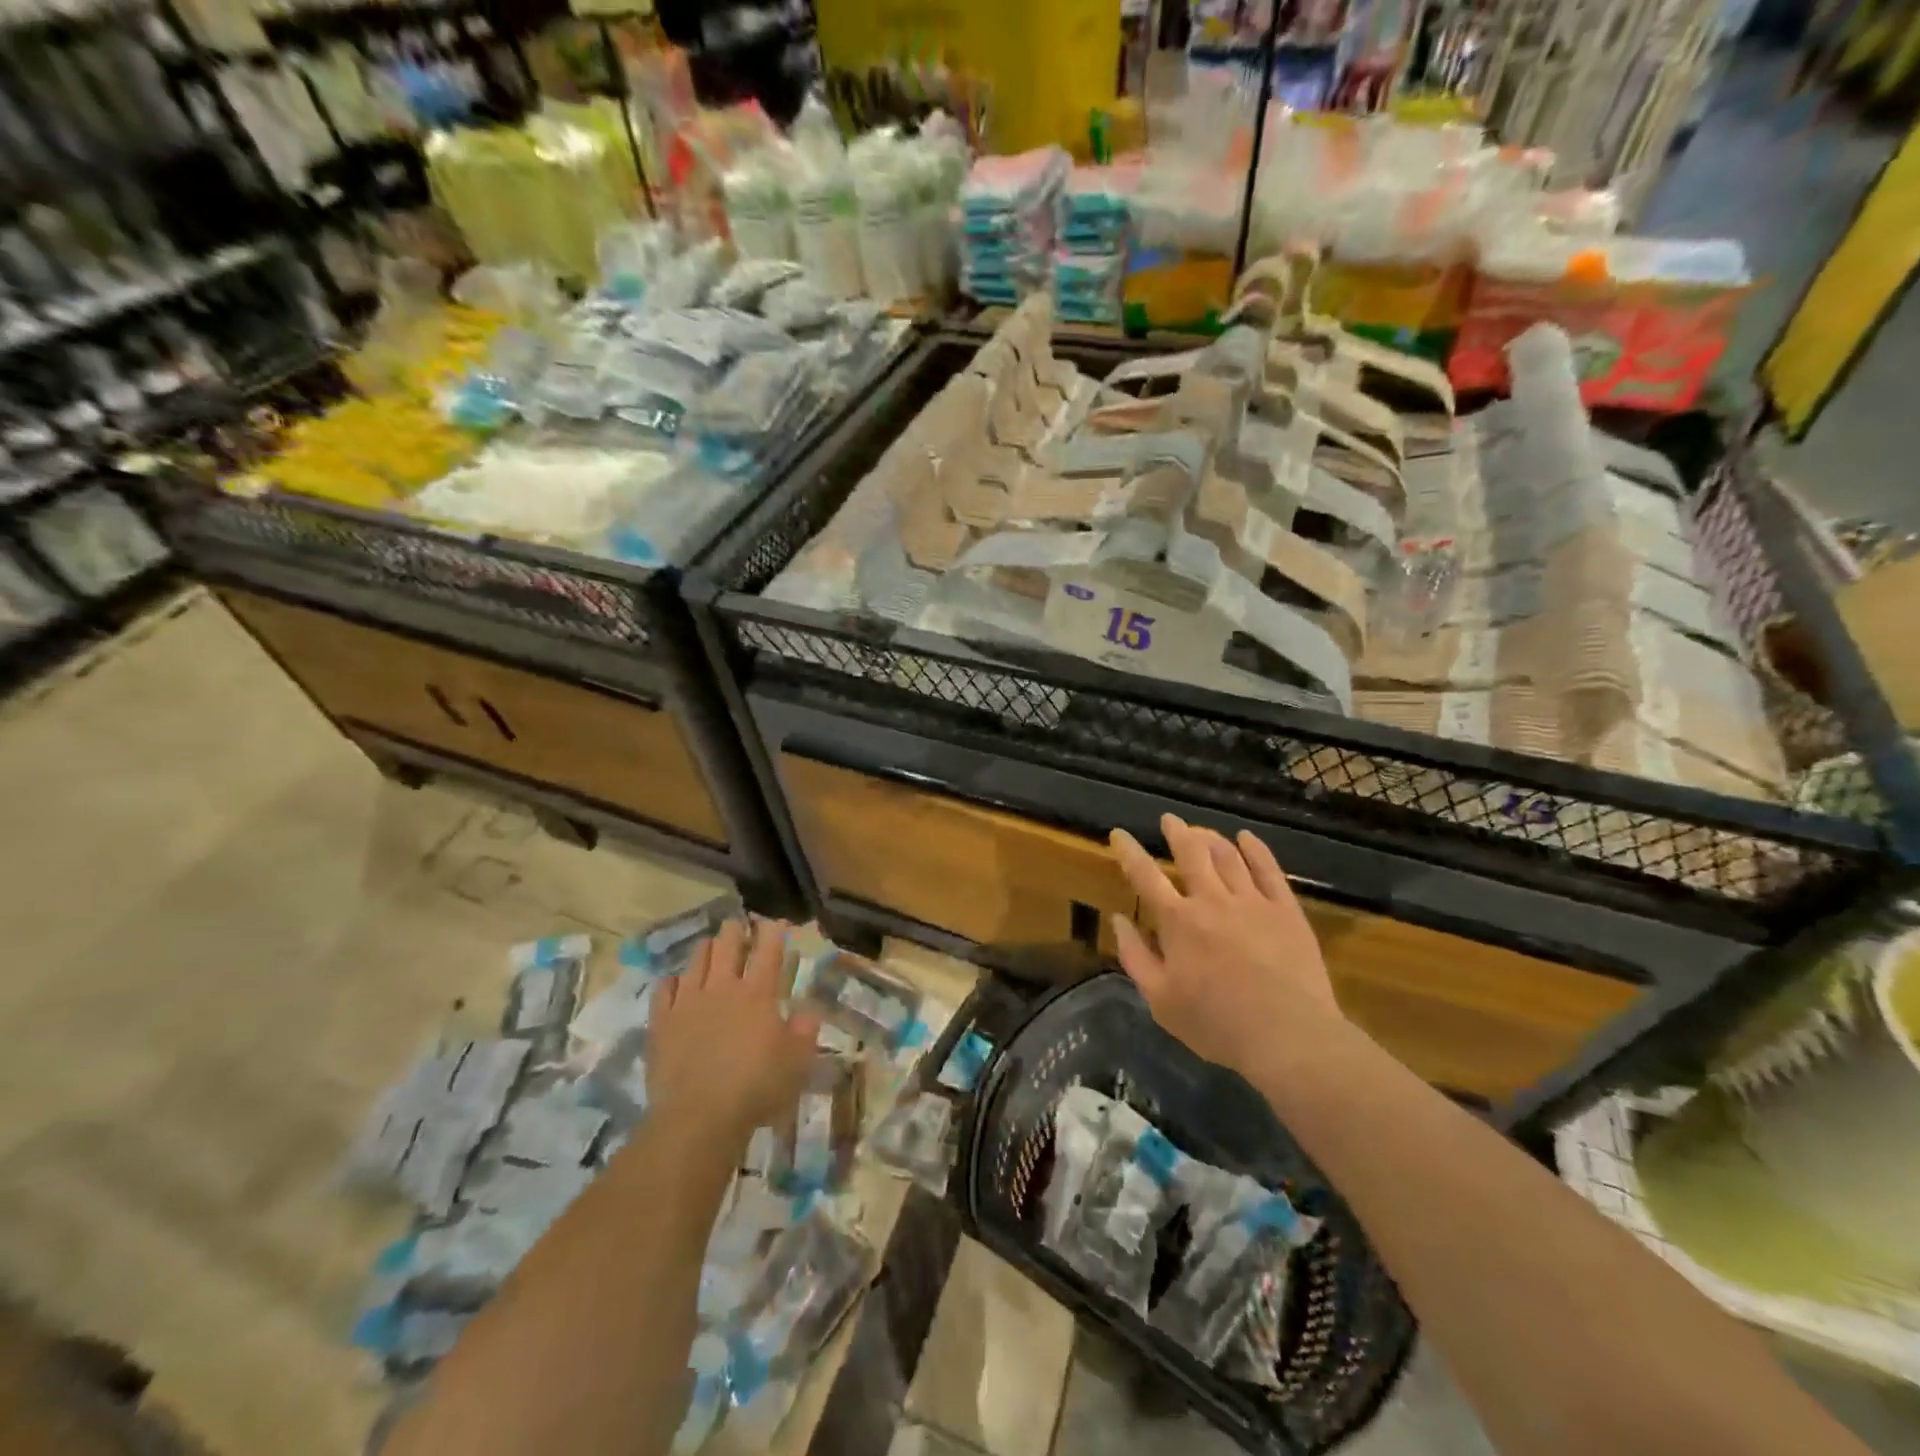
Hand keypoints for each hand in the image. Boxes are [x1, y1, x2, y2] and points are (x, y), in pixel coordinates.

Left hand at [648, 918, 818, 1145]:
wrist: (698, 1117)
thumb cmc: (756, 1088)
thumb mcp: (797, 1062)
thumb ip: (804, 1032)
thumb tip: (808, 1011)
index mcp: (758, 994)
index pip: (768, 951)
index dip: (773, 932)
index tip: (776, 922)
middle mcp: (722, 988)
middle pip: (727, 945)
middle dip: (735, 930)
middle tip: (739, 925)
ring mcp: (688, 1003)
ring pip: (696, 961)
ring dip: (706, 949)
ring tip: (710, 946)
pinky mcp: (662, 1023)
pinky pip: (664, 990)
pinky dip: (672, 981)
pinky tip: (675, 982)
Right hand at [1109, 815, 1343, 1076]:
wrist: (1289, 1037)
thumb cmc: (1216, 1024)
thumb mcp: (1160, 1000)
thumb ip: (1135, 956)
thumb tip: (1118, 919)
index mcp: (1178, 922)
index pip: (1145, 876)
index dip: (1129, 852)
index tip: (1119, 834)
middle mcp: (1212, 900)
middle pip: (1191, 853)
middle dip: (1177, 832)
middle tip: (1170, 820)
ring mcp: (1252, 901)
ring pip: (1228, 855)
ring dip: (1210, 838)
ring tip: (1201, 830)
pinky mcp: (1286, 910)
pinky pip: (1269, 869)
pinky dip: (1255, 849)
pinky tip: (1247, 838)